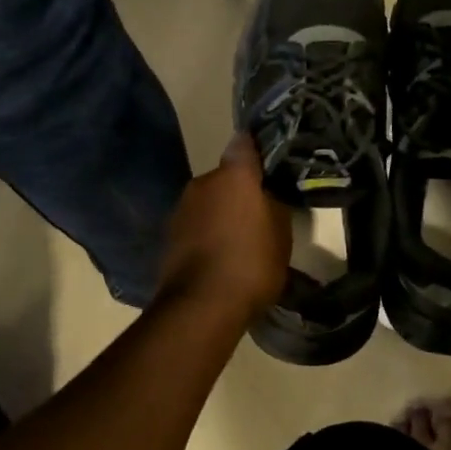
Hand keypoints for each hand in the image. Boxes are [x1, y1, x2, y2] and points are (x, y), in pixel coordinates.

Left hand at [155, 132, 291, 319]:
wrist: (201, 305)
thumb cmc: (252, 262)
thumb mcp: (281, 233)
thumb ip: (274, 203)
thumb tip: (268, 192)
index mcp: (234, 174)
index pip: (246, 144)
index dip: (258, 151)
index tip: (271, 164)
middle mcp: (203, 182)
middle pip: (227, 176)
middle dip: (241, 190)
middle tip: (260, 211)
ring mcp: (182, 207)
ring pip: (209, 201)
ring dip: (222, 212)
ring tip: (240, 238)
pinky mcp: (169, 234)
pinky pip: (196, 224)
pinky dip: (208, 232)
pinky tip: (221, 255)